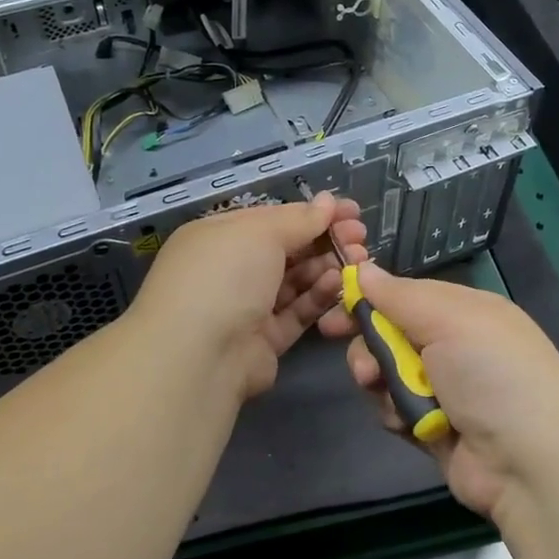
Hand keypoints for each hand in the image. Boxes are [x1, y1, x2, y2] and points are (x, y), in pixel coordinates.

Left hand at [129, 193, 365, 401]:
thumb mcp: (261, 233)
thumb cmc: (224, 276)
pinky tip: (340, 284)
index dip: (313, 213)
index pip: (273, 218)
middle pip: (287, 249)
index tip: (351, 210)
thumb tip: (328, 201)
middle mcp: (230, 269)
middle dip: (325, 239)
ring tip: (358, 259)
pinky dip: (318, 297)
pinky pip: (296, 312)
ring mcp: (246, 306)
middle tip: (360, 236)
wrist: (198, 356)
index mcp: (219, 236)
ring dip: (327, 266)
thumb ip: (299, 219)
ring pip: (295, 281)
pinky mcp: (264, 340)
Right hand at [321, 264, 558, 520]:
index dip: (370, 298)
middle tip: (362, 365)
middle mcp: (455, 345)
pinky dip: (396, 413)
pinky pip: (395, 409)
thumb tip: (363, 268)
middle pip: (390, 333)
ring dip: (382, 382)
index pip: (406, 294)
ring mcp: (446, 388)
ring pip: (387, 373)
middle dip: (370, 346)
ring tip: (391, 395)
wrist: (531, 464)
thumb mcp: (449, 319)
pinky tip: (408, 423)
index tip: (334, 304)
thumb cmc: (492, 374)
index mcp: (466, 310)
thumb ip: (399, 296)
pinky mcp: (434, 427)